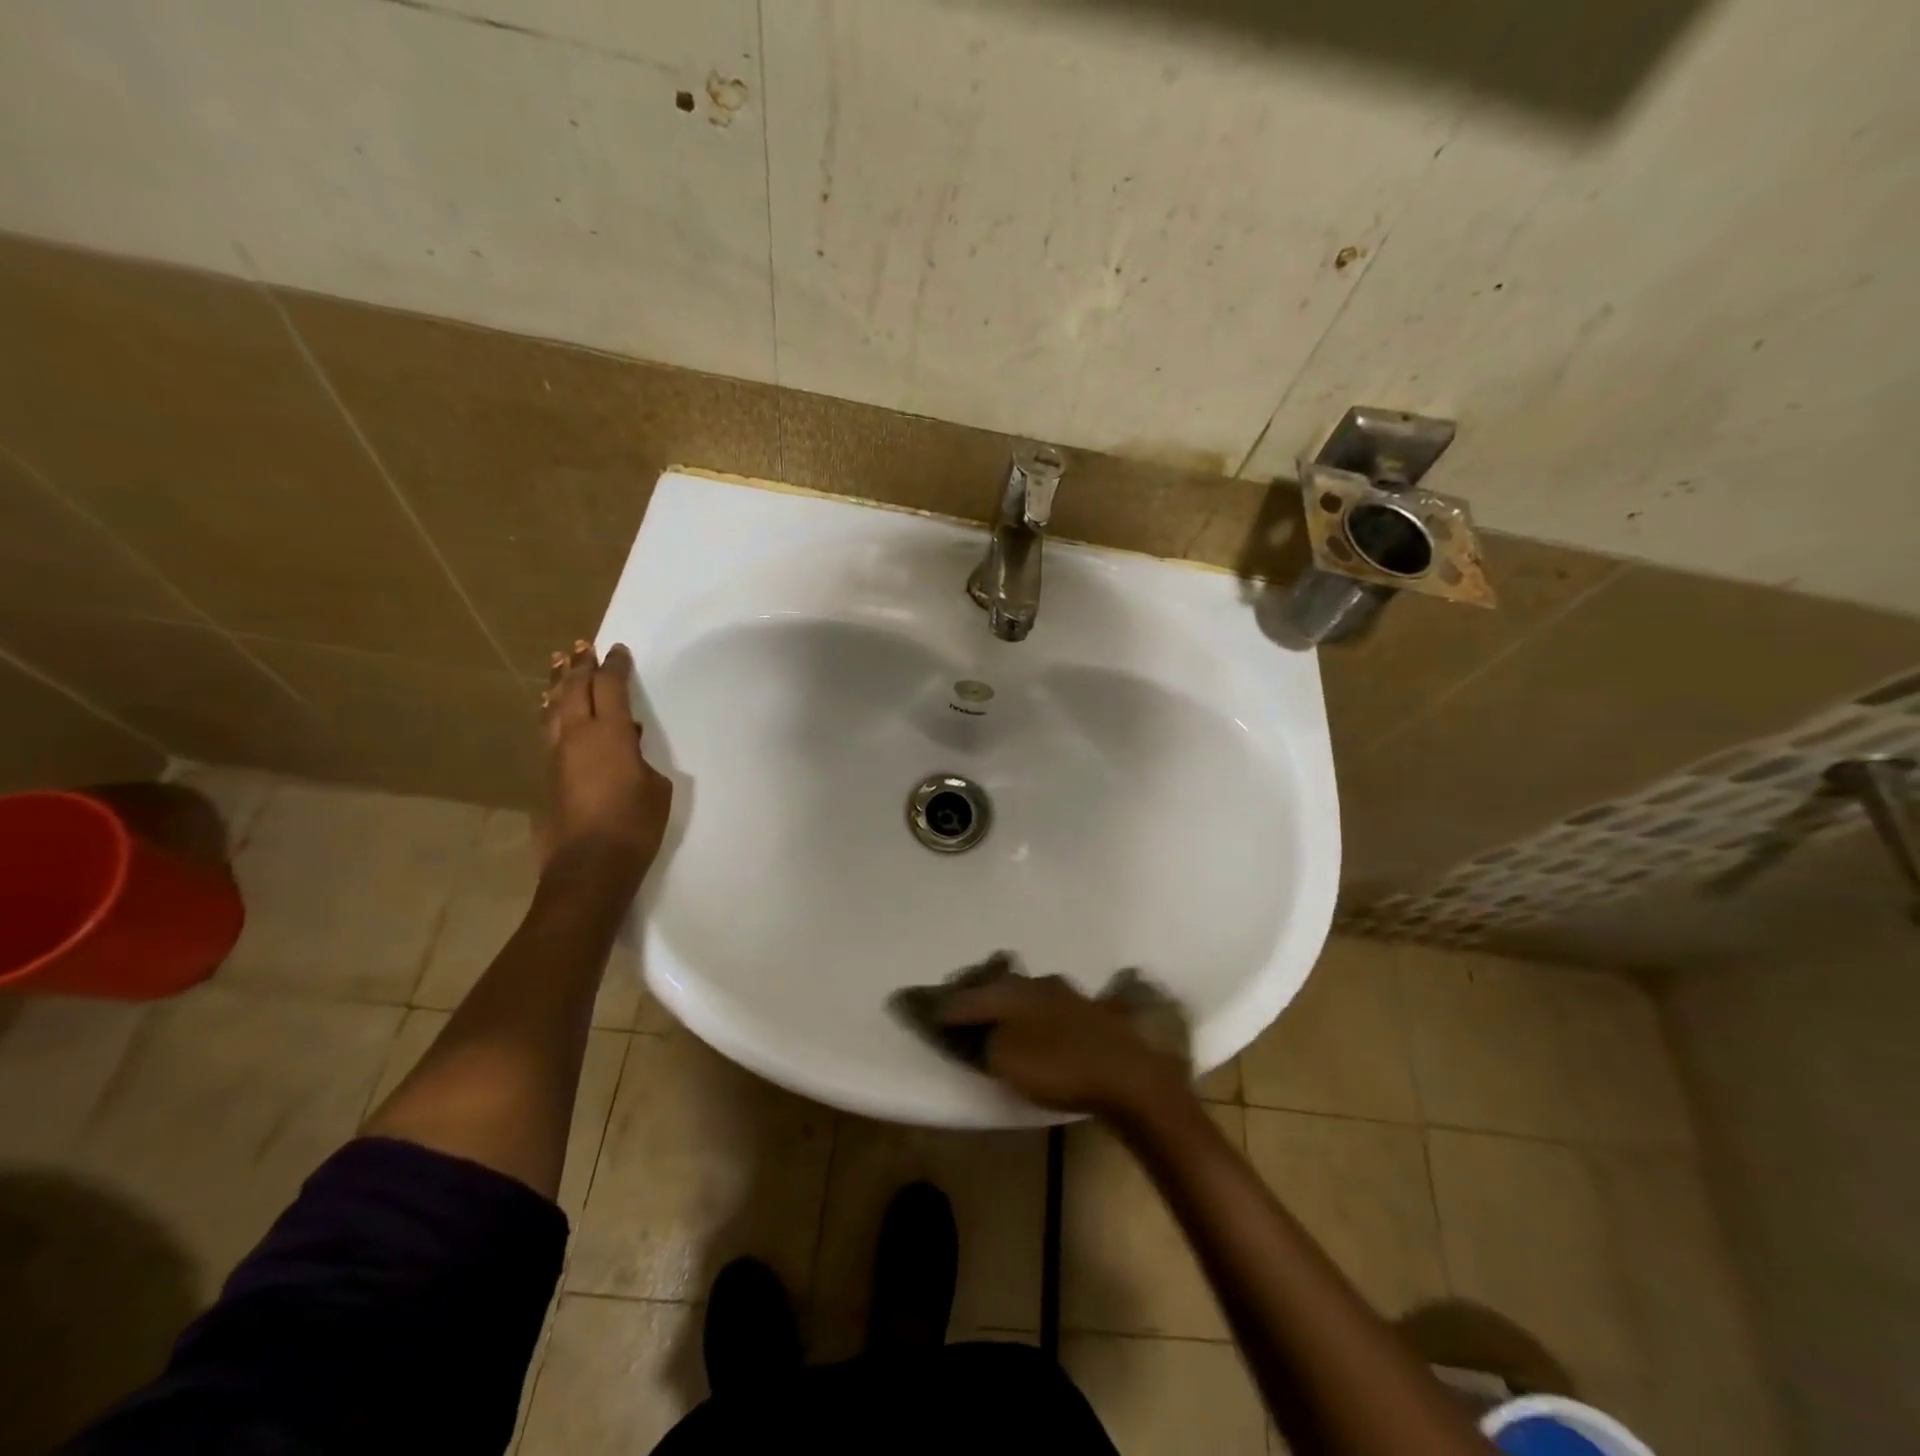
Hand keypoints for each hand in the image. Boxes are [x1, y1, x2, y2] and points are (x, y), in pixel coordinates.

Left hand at [541, 640, 672, 882]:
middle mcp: (577, 735)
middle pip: (574, 689)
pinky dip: (552, 710)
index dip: (615, 666)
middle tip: (582, 646)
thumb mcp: (656, 786)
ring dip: (557, 683)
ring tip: (557, 663)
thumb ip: (640, 758)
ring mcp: (557, 754)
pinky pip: (548, 729)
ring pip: (554, 707)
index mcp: (609, 734)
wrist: (591, 865)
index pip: (610, 687)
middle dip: (579, 665)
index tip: (618, 651)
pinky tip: (552, 708)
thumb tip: (625, 746)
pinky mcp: (548, 774)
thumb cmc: (635, 824)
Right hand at [938, 973, 1190, 1121]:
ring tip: (995, 1009)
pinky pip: (1051, 1005)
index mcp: (1012, 993)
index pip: (964, 996)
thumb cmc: (1059, 1068)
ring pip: (1026, 989)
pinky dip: (1036, 1010)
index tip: (912, 1004)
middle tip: (955, 1000)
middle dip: (973, 988)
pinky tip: (1042, 1018)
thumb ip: (978, 1039)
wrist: (1129, 1076)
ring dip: (1007, 997)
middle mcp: (1036, 984)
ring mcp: (1068, 995)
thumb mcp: (1005, 1059)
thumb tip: (957, 1022)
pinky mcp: (1092, 1013)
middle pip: (995, 982)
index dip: (938, 1003)